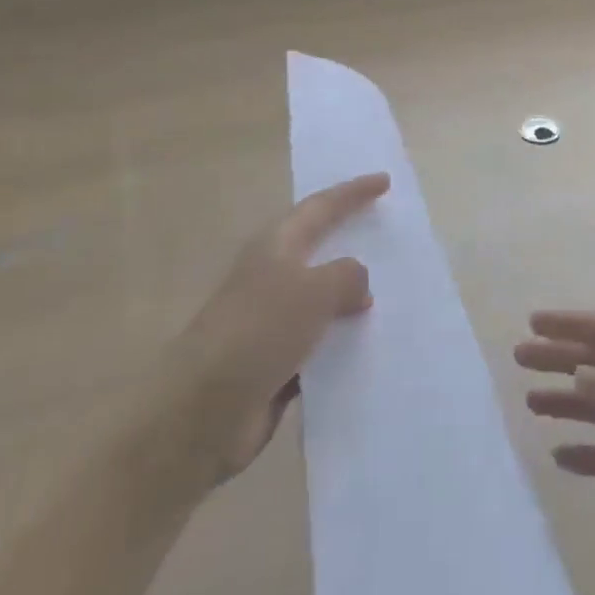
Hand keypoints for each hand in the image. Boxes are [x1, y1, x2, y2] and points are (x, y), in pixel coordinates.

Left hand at [175, 172, 388, 483]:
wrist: (199, 412)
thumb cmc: (257, 332)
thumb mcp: (312, 291)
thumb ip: (346, 276)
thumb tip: (358, 283)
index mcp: (277, 246)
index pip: (321, 207)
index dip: (352, 192)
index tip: (384, 181)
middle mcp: (273, 276)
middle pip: (319, 247)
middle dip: (351, 237)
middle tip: (387, 229)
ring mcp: (272, 321)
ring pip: (322, 298)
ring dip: (352, 294)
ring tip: (395, 291)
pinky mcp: (275, 362)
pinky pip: (320, 342)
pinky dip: (343, 340)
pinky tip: (371, 346)